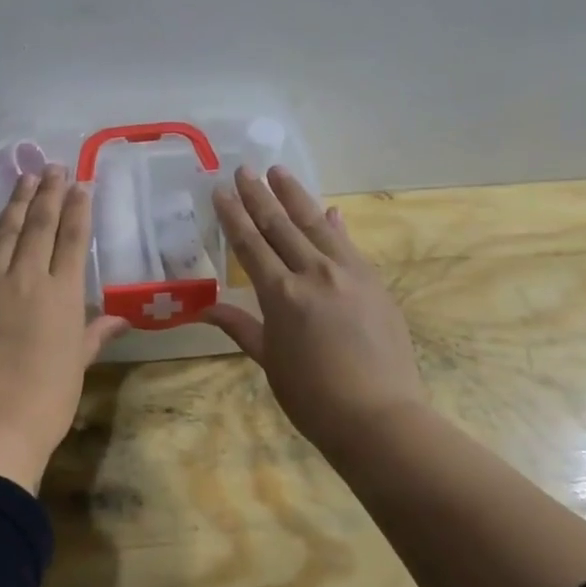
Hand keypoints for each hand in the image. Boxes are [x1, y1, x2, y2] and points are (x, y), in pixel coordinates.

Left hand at [0, 166, 130, 493]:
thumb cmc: (47, 400)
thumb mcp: (77, 364)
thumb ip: (95, 333)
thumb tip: (121, 318)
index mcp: (63, 294)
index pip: (73, 238)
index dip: (78, 208)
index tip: (80, 184)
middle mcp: (27, 277)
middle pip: (39, 225)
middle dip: (48, 193)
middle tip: (52, 167)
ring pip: (4, 231)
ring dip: (16, 202)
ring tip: (25, 178)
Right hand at [205, 166, 427, 460]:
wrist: (379, 416)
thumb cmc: (313, 397)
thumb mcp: (270, 361)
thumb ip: (241, 327)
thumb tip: (206, 309)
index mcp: (281, 295)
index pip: (250, 244)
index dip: (233, 215)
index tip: (220, 190)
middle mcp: (313, 273)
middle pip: (280, 225)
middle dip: (259, 195)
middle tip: (244, 169)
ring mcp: (348, 273)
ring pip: (316, 224)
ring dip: (295, 196)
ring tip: (279, 172)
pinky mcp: (374, 281)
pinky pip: (348, 244)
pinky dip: (335, 225)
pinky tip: (329, 211)